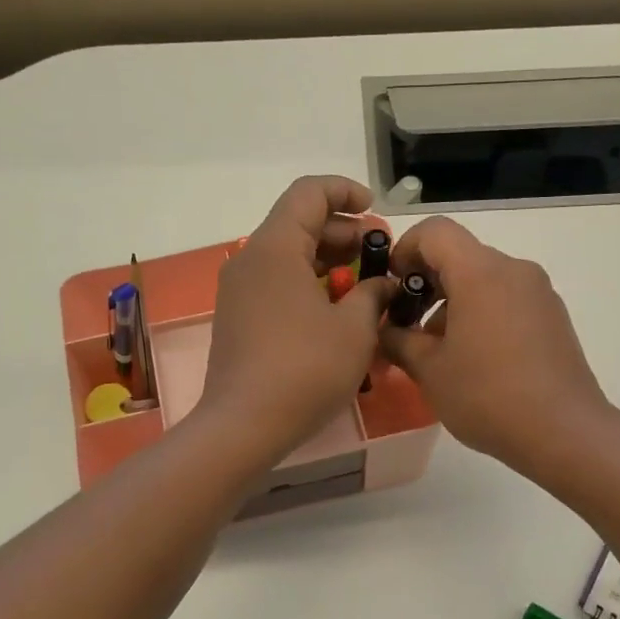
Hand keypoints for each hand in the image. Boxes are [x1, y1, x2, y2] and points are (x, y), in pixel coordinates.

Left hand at [197, 176, 395, 462]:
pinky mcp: (237, 318)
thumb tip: (382, 285)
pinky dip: (308, 285)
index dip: (346, 192)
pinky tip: (336, 312)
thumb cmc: (305, 370)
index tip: (376, 213)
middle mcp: (250, 260)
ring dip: (329, 262)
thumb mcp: (355, 329)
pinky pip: (276, 284)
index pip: (309, 193)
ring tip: (365, 287)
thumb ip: (373, 295)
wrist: (243, 426)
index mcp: (275, 248)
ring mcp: (239, 291)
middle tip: (380, 258)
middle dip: (344, 233)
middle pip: (299, 224)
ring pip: (288, 257)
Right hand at [380, 217, 611, 475]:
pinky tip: (475, 360)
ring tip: (440, 352)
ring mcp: (539, 293)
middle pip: (460, 256)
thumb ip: (398, 340)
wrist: (563, 432)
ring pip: (484, 280)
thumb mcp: (429, 370)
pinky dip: (482, 314)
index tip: (392, 287)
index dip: (404, 250)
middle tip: (407, 326)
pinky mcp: (553, 317)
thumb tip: (384, 329)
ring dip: (453, 303)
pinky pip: (507, 299)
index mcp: (480, 273)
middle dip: (426, 284)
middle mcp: (514, 270)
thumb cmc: (487, 396)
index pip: (434, 231)